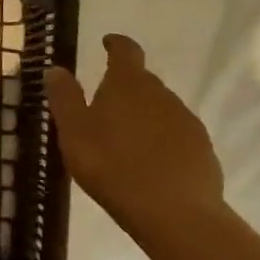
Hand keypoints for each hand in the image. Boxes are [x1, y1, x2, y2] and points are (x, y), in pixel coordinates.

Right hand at [45, 34, 225, 246]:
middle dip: (125, 89)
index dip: (115, 44)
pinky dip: (164, 142)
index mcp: (128, 83)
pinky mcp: (204, 151)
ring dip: (145, 117)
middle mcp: (162, 93)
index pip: (125, 50)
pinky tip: (152, 167)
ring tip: (127, 143)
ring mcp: (187, 121)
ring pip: (161, 109)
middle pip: (142, 81)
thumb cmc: (113, 166)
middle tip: (106, 110)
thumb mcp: (74, 132)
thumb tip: (56, 69)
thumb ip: (65, 98)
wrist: (176, 215)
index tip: (106, 44)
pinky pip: (178, 137)